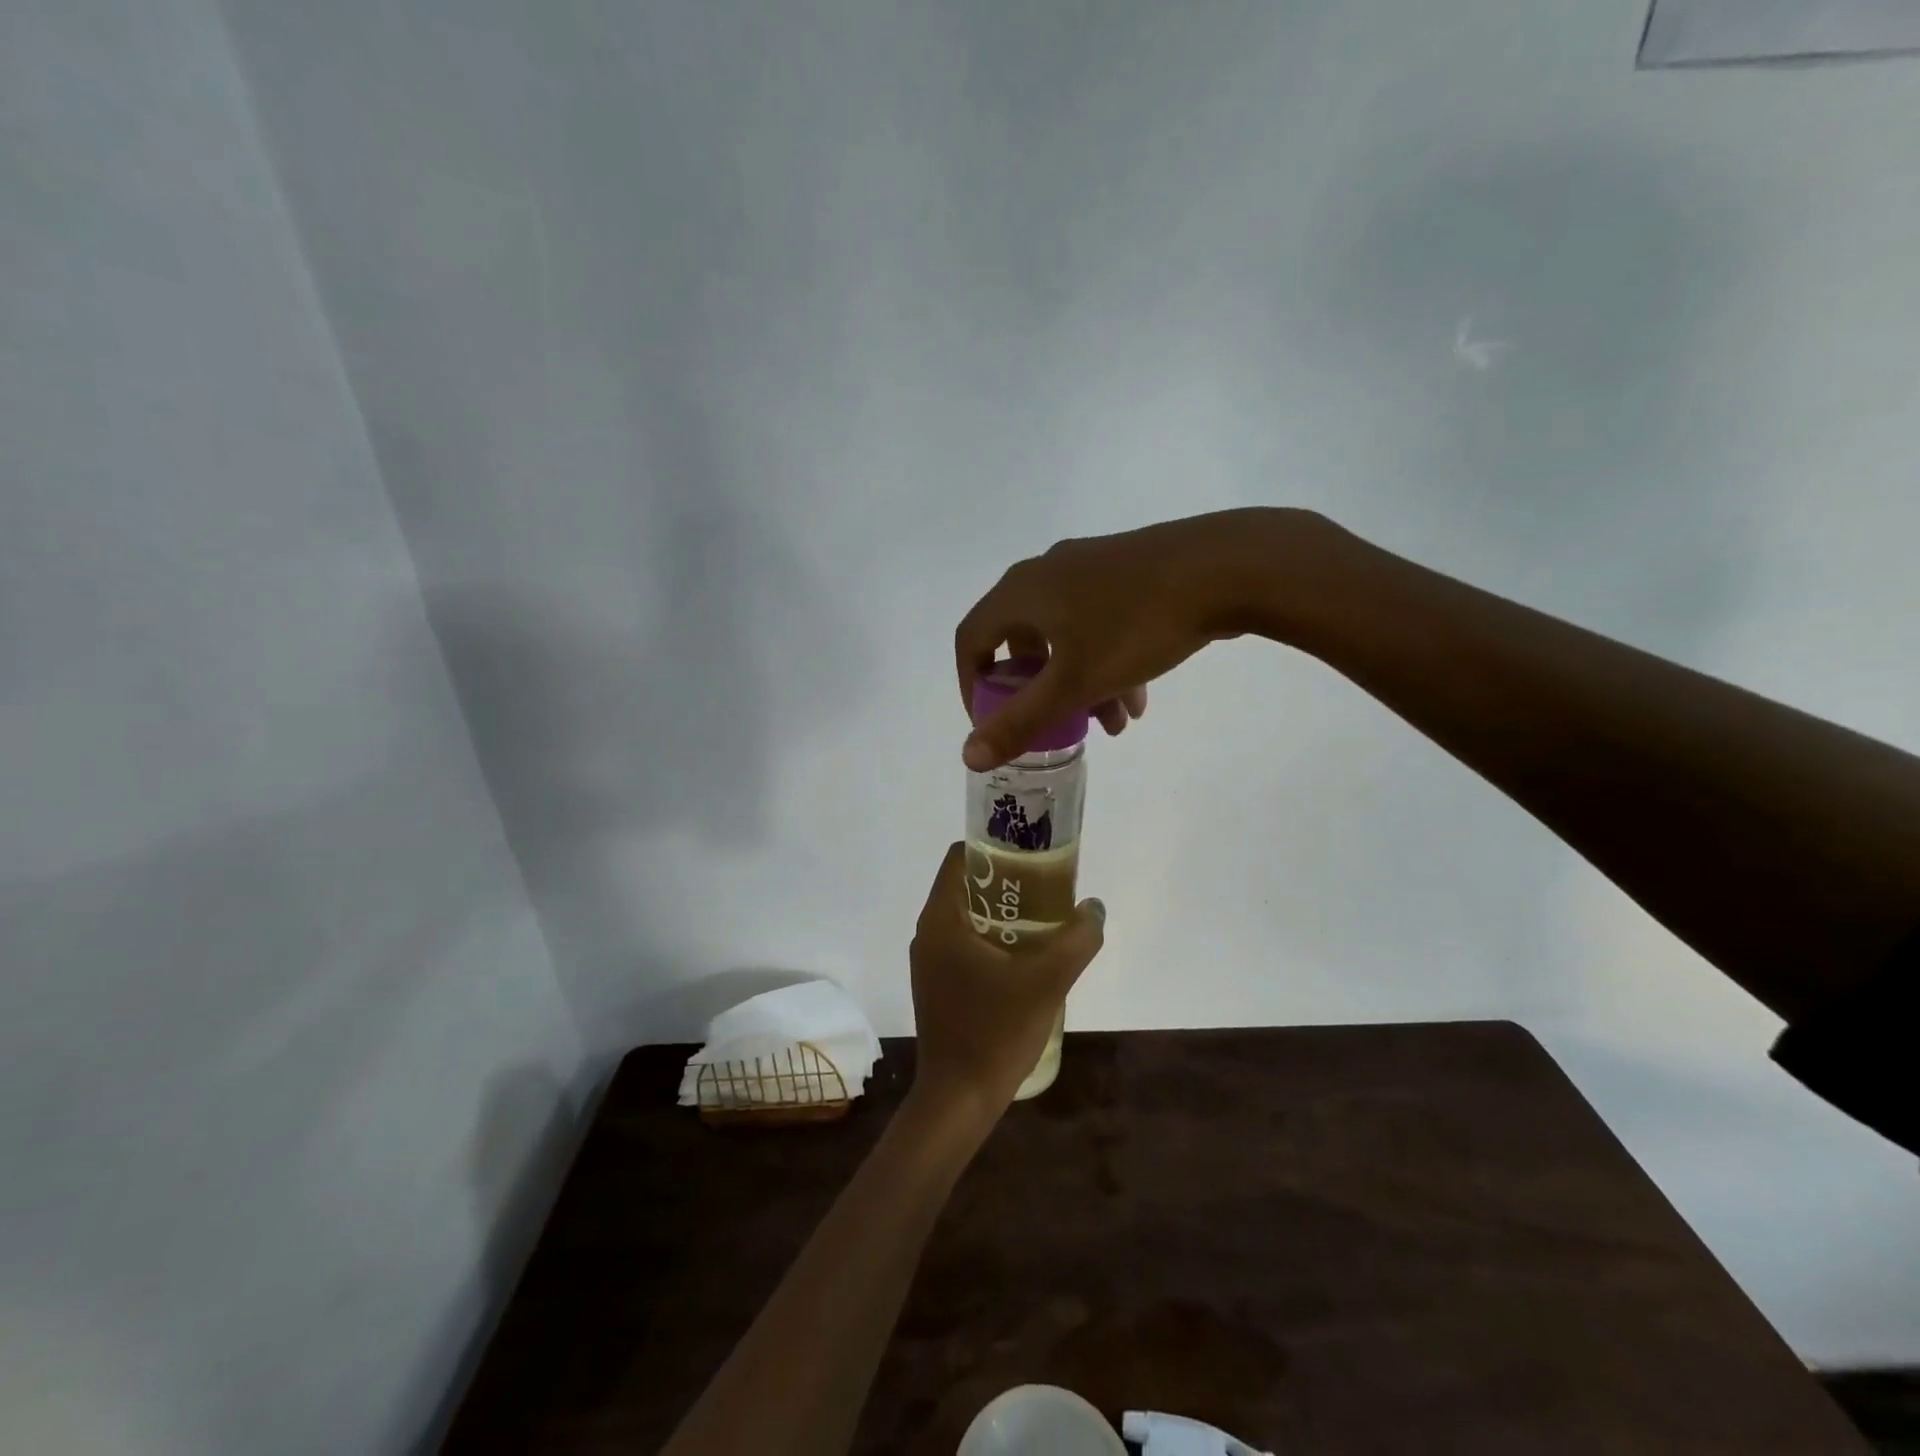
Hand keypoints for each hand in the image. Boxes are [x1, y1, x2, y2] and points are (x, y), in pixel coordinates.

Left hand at [908, 842, 1106, 1118]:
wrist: (958, 1100)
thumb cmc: (995, 1032)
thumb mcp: (1047, 981)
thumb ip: (1077, 939)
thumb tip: (1094, 908)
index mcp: (942, 918)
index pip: (961, 857)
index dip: (995, 847)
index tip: (1031, 854)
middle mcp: (928, 932)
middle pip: (966, 885)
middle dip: (1006, 880)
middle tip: (1048, 885)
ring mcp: (930, 961)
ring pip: (967, 916)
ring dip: (1002, 911)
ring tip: (1044, 918)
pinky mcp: (938, 984)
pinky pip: (965, 942)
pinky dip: (993, 937)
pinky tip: (1026, 956)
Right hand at [954, 507, 1327, 769]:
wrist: (1226, 567)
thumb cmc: (1136, 626)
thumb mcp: (1074, 684)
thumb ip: (1019, 722)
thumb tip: (968, 756)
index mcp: (1021, 592)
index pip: (971, 640)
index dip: (972, 687)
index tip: (992, 723)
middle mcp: (1047, 572)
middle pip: (1023, 642)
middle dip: (1041, 695)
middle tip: (1058, 728)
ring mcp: (1089, 567)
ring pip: (1067, 637)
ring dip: (1082, 686)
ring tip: (1115, 727)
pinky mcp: (1127, 570)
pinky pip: (1099, 623)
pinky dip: (1108, 663)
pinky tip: (1139, 699)